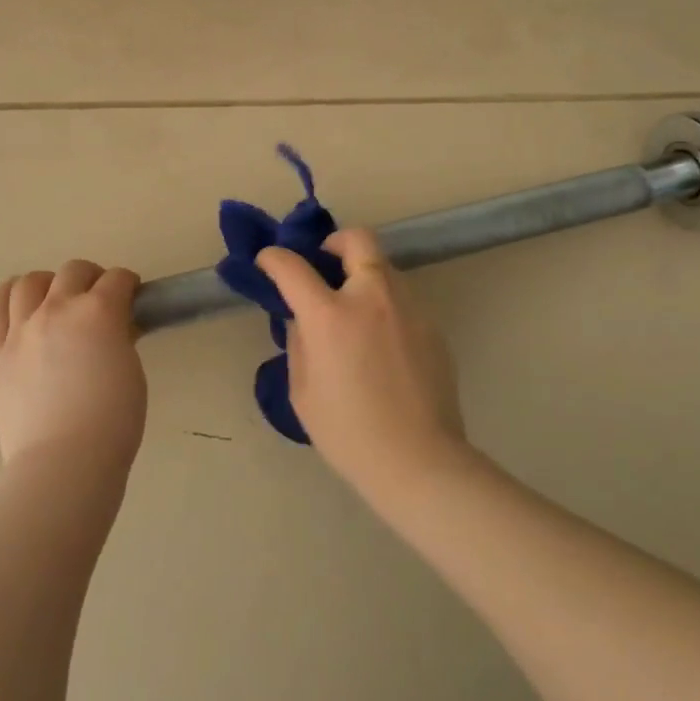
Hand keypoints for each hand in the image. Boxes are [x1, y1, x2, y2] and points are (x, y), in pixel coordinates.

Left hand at [0, 260, 147, 472]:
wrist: (63, 461)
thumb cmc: (112, 422)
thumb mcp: (131, 371)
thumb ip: (121, 340)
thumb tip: (114, 328)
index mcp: (98, 312)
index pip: (117, 279)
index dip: (128, 285)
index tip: (131, 297)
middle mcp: (57, 309)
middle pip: (74, 271)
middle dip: (91, 278)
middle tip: (98, 298)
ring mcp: (21, 329)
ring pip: (30, 282)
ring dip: (49, 283)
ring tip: (54, 298)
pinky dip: (9, 298)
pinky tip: (18, 304)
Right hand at [256, 228, 467, 503]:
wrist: (419, 461)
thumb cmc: (348, 433)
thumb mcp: (303, 391)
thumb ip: (300, 343)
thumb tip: (303, 319)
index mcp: (330, 316)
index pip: (292, 266)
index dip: (273, 258)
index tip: (267, 262)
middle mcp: (372, 298)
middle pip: (357, 239)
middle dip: (334, 242)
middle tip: (324, 267)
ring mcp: (408, 308)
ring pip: (384, 267)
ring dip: (362, 274)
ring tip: (353, 311)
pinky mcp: (432, 326)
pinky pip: (402, 299)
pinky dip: (384, 305)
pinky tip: (381, 343)